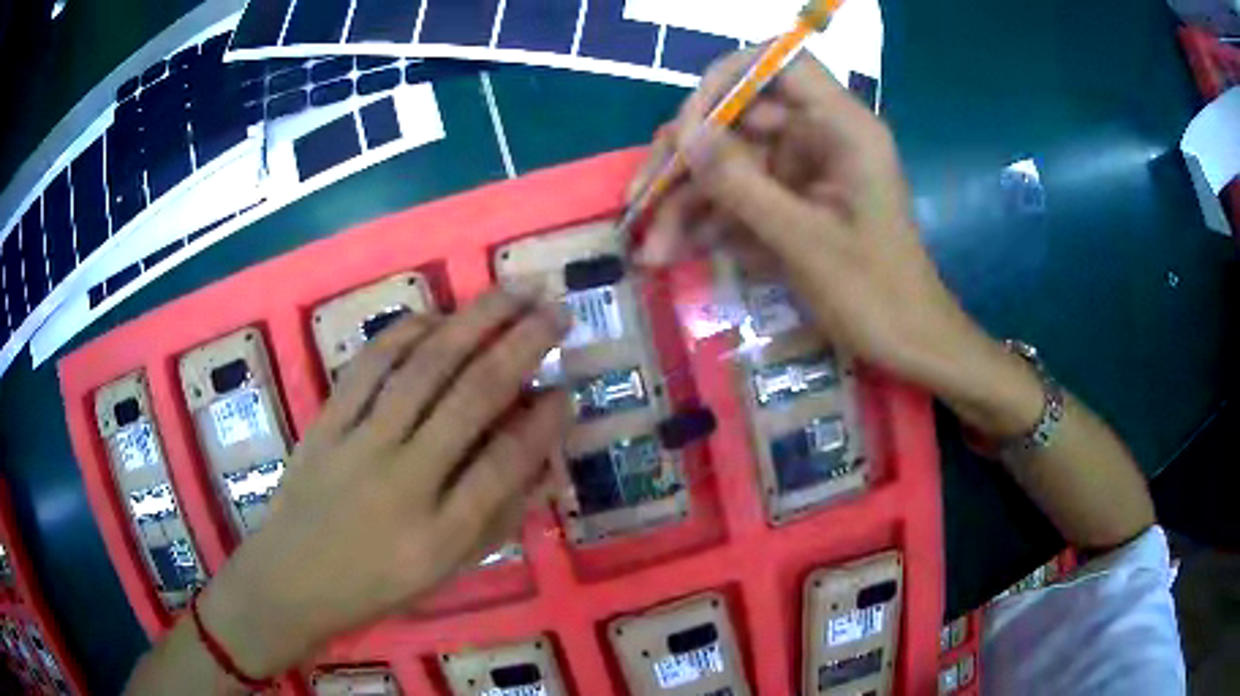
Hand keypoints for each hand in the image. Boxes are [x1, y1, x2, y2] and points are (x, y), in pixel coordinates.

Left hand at [198, 291, 570, 677]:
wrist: (292, 578)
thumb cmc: (376, 585)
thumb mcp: (446, 571)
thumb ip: (497, 520)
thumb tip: (543, 468)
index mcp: (441, 534)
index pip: (505, 463)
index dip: (544, 422)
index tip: (568, 390)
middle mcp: (405, 481)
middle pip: (472, 397)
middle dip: (523, 345)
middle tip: (557, 309)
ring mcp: (359, 445)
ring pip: (425, 368)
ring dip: (475, 321)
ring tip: (513, 292)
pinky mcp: (327, 423)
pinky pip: (370, 365)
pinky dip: (406, 333)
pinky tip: (438, 316)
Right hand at [632, 51, 1040, 436]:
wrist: (910, 346)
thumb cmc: (876, 295)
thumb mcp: (805, 241)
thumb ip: (742, 184)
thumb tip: (682, 134)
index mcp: (842, 128)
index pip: (779, 64)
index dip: (727, 80)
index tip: (687, 124)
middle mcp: (820, 137)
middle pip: (738, 118)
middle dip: (687, 161)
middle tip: (641, 204)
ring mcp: (804, 170)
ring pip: (730, 162)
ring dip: (688, 202)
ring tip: (651, 252)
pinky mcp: (794, 201)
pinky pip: (741, 196)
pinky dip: (709, 222)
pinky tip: (675, 252)